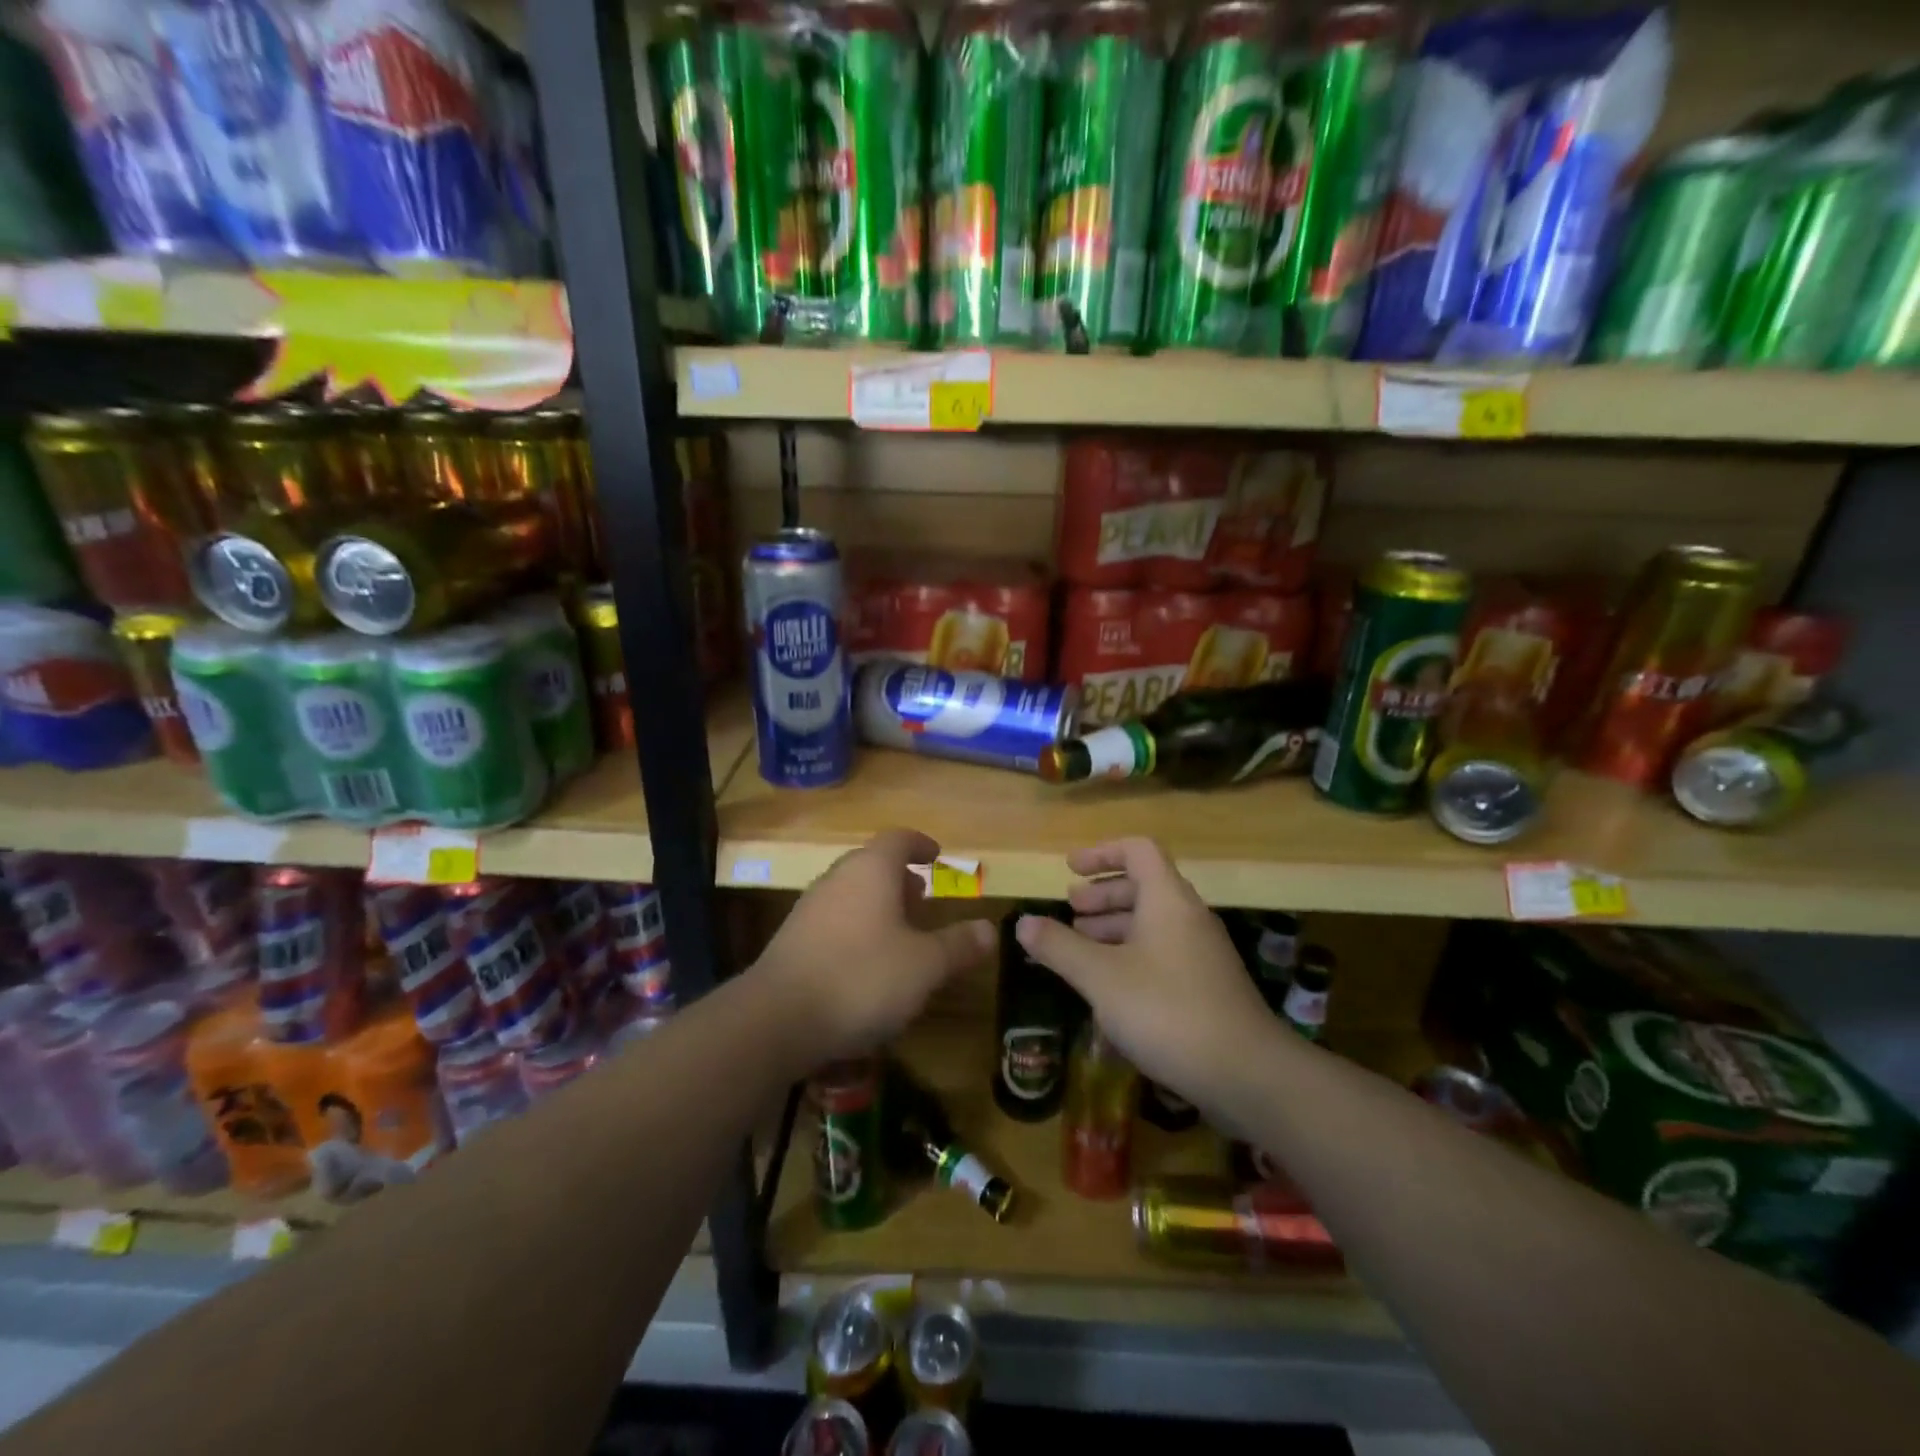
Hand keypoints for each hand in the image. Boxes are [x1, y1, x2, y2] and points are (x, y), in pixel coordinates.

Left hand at [754, 828, 993, 1065]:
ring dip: (877, 905)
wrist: (776, 1019)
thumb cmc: (862, 978)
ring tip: (900, 933)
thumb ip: (958, 945)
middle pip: (872, 864)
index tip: (936, 856)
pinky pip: (834, 920)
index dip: (921, 844)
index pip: (899, 839)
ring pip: (851, 893)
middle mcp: (837, 879)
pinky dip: (856, 928)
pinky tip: (866, 965)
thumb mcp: (925, 966)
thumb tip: (989, 930)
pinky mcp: (792, 940)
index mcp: (871, 870)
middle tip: (922, 898)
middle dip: (900, 878)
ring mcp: (810, 908)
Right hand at [1015, 838, 1278, 1108]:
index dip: (1101, 853)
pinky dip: (1131, 953)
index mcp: (1167, 899)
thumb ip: (1059, 946)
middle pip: (1144, 885)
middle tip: (1070, 910)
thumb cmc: (1166, 1010)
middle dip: (1103, 894)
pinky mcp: (1207, 986)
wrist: (1246, 1074)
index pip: (1137, 851)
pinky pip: (1162, 951)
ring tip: (1080, 945)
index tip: (1069, 870)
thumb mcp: (1100, 976)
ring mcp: (1202, 952)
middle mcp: (1188, 916)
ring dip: (1114, 926)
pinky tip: (1109, 985)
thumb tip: (1023, 922)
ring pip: (1153, 922)